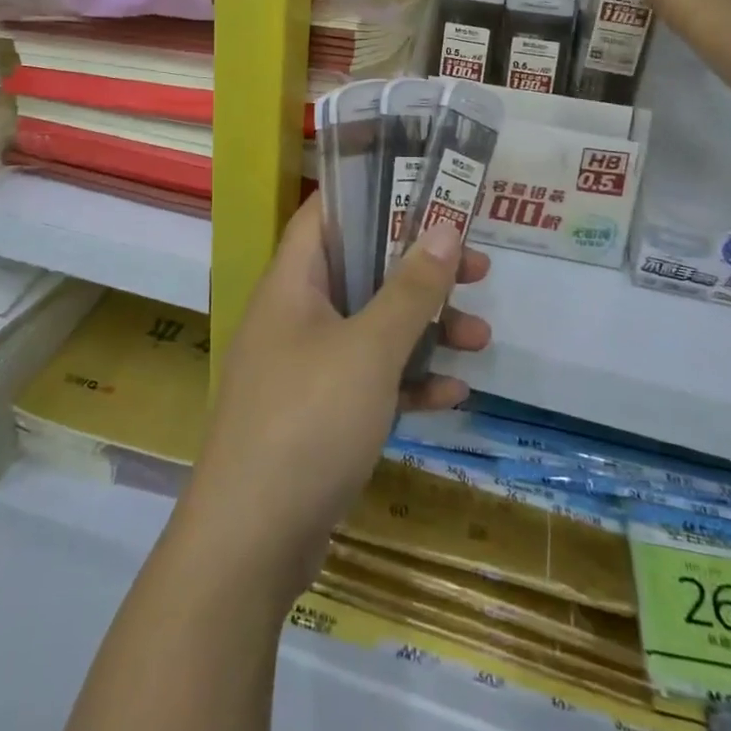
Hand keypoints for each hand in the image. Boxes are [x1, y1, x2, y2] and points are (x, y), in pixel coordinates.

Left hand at [179, 195, 490, 602]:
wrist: (251, 543)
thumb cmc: (308, 420)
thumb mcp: (369, 348)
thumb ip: (410, 289)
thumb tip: (446, 227)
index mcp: (293, 283)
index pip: (327, 214)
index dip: (372, 192)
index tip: (425, 188)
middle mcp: (295, 316)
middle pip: (362, 271)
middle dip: (419, 269)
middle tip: (475, 268)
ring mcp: (306, 366)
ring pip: (372, 328)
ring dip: (424, 329)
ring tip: (479, 338)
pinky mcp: (319, 414)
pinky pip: (370, 380)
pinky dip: (408, 381)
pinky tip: (454, 395)